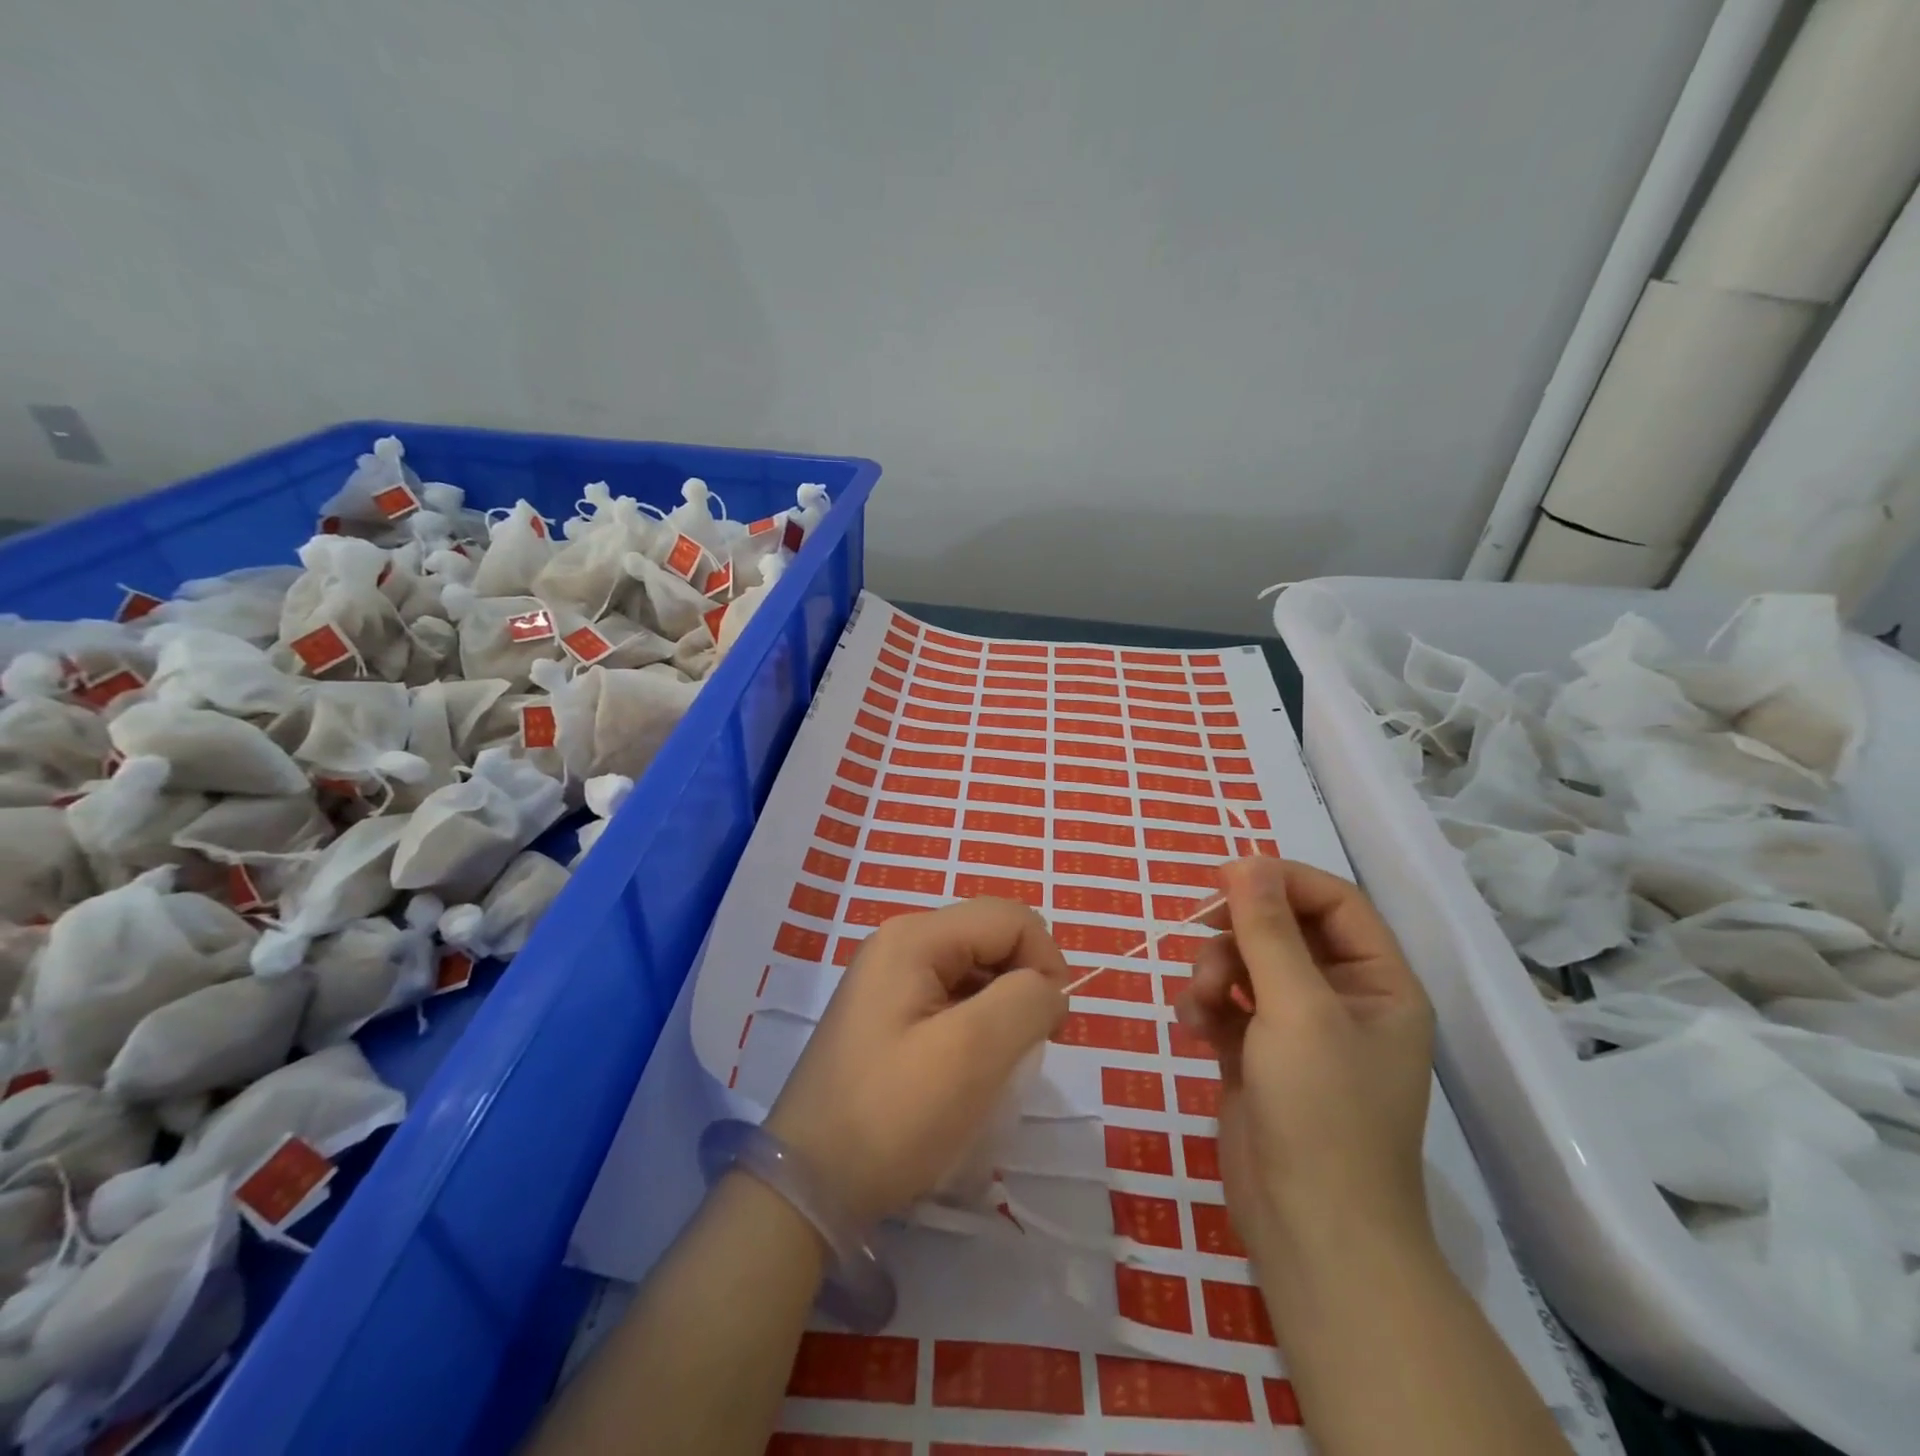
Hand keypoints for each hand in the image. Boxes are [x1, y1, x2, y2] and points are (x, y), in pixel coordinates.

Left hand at [764, 898, 1070, 1224]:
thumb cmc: (893, 1115)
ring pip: (974, 971)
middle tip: (1026, 1050)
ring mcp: (889, 979)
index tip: (1053, 1028)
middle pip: (990, 939)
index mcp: (915, 937)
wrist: (809, 1186)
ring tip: (997, 1065)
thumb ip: (1026, 1001)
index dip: (1046, 962)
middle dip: (1023, 985)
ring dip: (1002, 1010)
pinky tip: (969, 1071)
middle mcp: (900, 944)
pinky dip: (976, 1026)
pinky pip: (951, 999)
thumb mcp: (972, 1053)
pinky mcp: (887, 1015)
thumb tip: (1048, 989)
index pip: (1010, 919)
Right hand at [1176, 858, 1435, 1321]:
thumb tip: (1245, 862)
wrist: (1310, 1230)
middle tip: (1202, 937)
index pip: (1333, 901)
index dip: (1280, 881)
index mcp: (1377, 982)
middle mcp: (1341, 998)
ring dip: (1213, 970)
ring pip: (1246, 962)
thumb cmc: (1321, 1111)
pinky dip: (1205, 1006)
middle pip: (1282, 928)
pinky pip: (1227, 1002)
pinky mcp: (1260, 1054)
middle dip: (1238, 933)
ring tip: (1198, 1002)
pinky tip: (1193, 1028)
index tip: (1224, 879)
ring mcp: (1298, 1028)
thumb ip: (1267, 930)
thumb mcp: (1296, 1009)